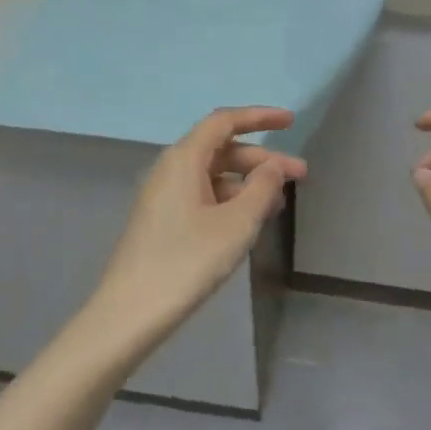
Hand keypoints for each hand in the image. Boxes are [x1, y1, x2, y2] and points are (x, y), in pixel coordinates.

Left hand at [83, 107, 305, 359]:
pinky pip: (203, 195)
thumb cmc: (187, 261)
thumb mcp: (236, 224)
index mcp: (184, 159)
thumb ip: (261, 188)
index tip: (291, 122)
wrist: (130, 312)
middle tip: (300, 176)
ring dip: (248, 182)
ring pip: (214, 175)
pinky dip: (231, 200)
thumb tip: (273, 166)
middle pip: (222, 149)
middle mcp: (171, 169)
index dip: (259, 117)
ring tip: (280, 203)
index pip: (224, 122)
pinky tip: (250, 221)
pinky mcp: (163, 220)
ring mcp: (164, 196)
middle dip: (262, 159)